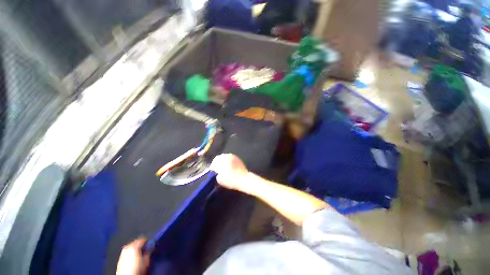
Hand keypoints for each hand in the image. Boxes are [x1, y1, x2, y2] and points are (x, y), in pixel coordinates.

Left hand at [117, 238, 148, 274]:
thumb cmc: (137, 269)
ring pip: (130, 248)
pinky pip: (126, 254)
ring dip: (134, 250)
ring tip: (139, 255)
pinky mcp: (119, 260)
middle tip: (144, 250)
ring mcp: (122, 254)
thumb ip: (149, 251)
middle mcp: (127, 248)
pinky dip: (130, 254)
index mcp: (133, 246)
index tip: (149, 245)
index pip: (142, 239)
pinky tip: (132, 260)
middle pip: (135, 242)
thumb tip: (150, 247)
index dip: (147, 242)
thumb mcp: (147, 260)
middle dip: (140, 245)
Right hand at [210, 154, 248, 190]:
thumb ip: (217, 174)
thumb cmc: (231, 180)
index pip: (214, 162)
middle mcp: (226, 157)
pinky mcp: (237, 158)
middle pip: (219, 157)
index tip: (213, 171)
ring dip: (223, 160)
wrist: (244, 179)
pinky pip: (230, 157)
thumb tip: (217, 172)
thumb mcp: (220, 180)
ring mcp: (232, 156)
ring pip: (225, 156)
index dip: (213, 166)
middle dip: (217, 162)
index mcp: (221, 162)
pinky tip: (230, 165)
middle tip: (218, 168)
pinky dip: (228, 160)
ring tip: (223, 166)